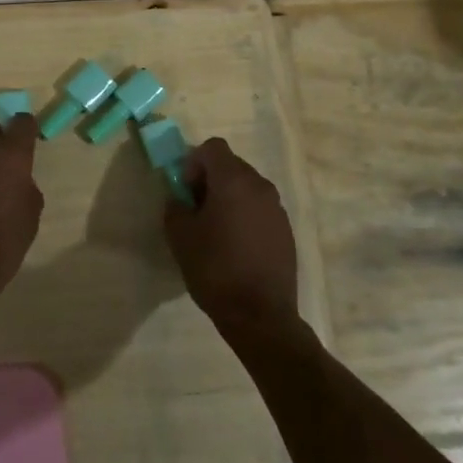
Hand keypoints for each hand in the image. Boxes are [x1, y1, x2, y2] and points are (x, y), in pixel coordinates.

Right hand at [164, 137, 297, 333]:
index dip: (194, 162)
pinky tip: (237, 247)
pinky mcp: (287, 230)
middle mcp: (260, 186)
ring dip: (229, 198)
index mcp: (233, 181)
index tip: (187, 191)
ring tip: (216, 231)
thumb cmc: (215, 269)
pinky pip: (260, 209)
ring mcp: (277, 209)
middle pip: (231, 165)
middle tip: (197, 211)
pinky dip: (246, 216)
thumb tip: (181, 198)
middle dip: (210, 180)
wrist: (260, 315)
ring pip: (247, 188)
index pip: (213, 147)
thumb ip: (175, 206)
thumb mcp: (180, 236)